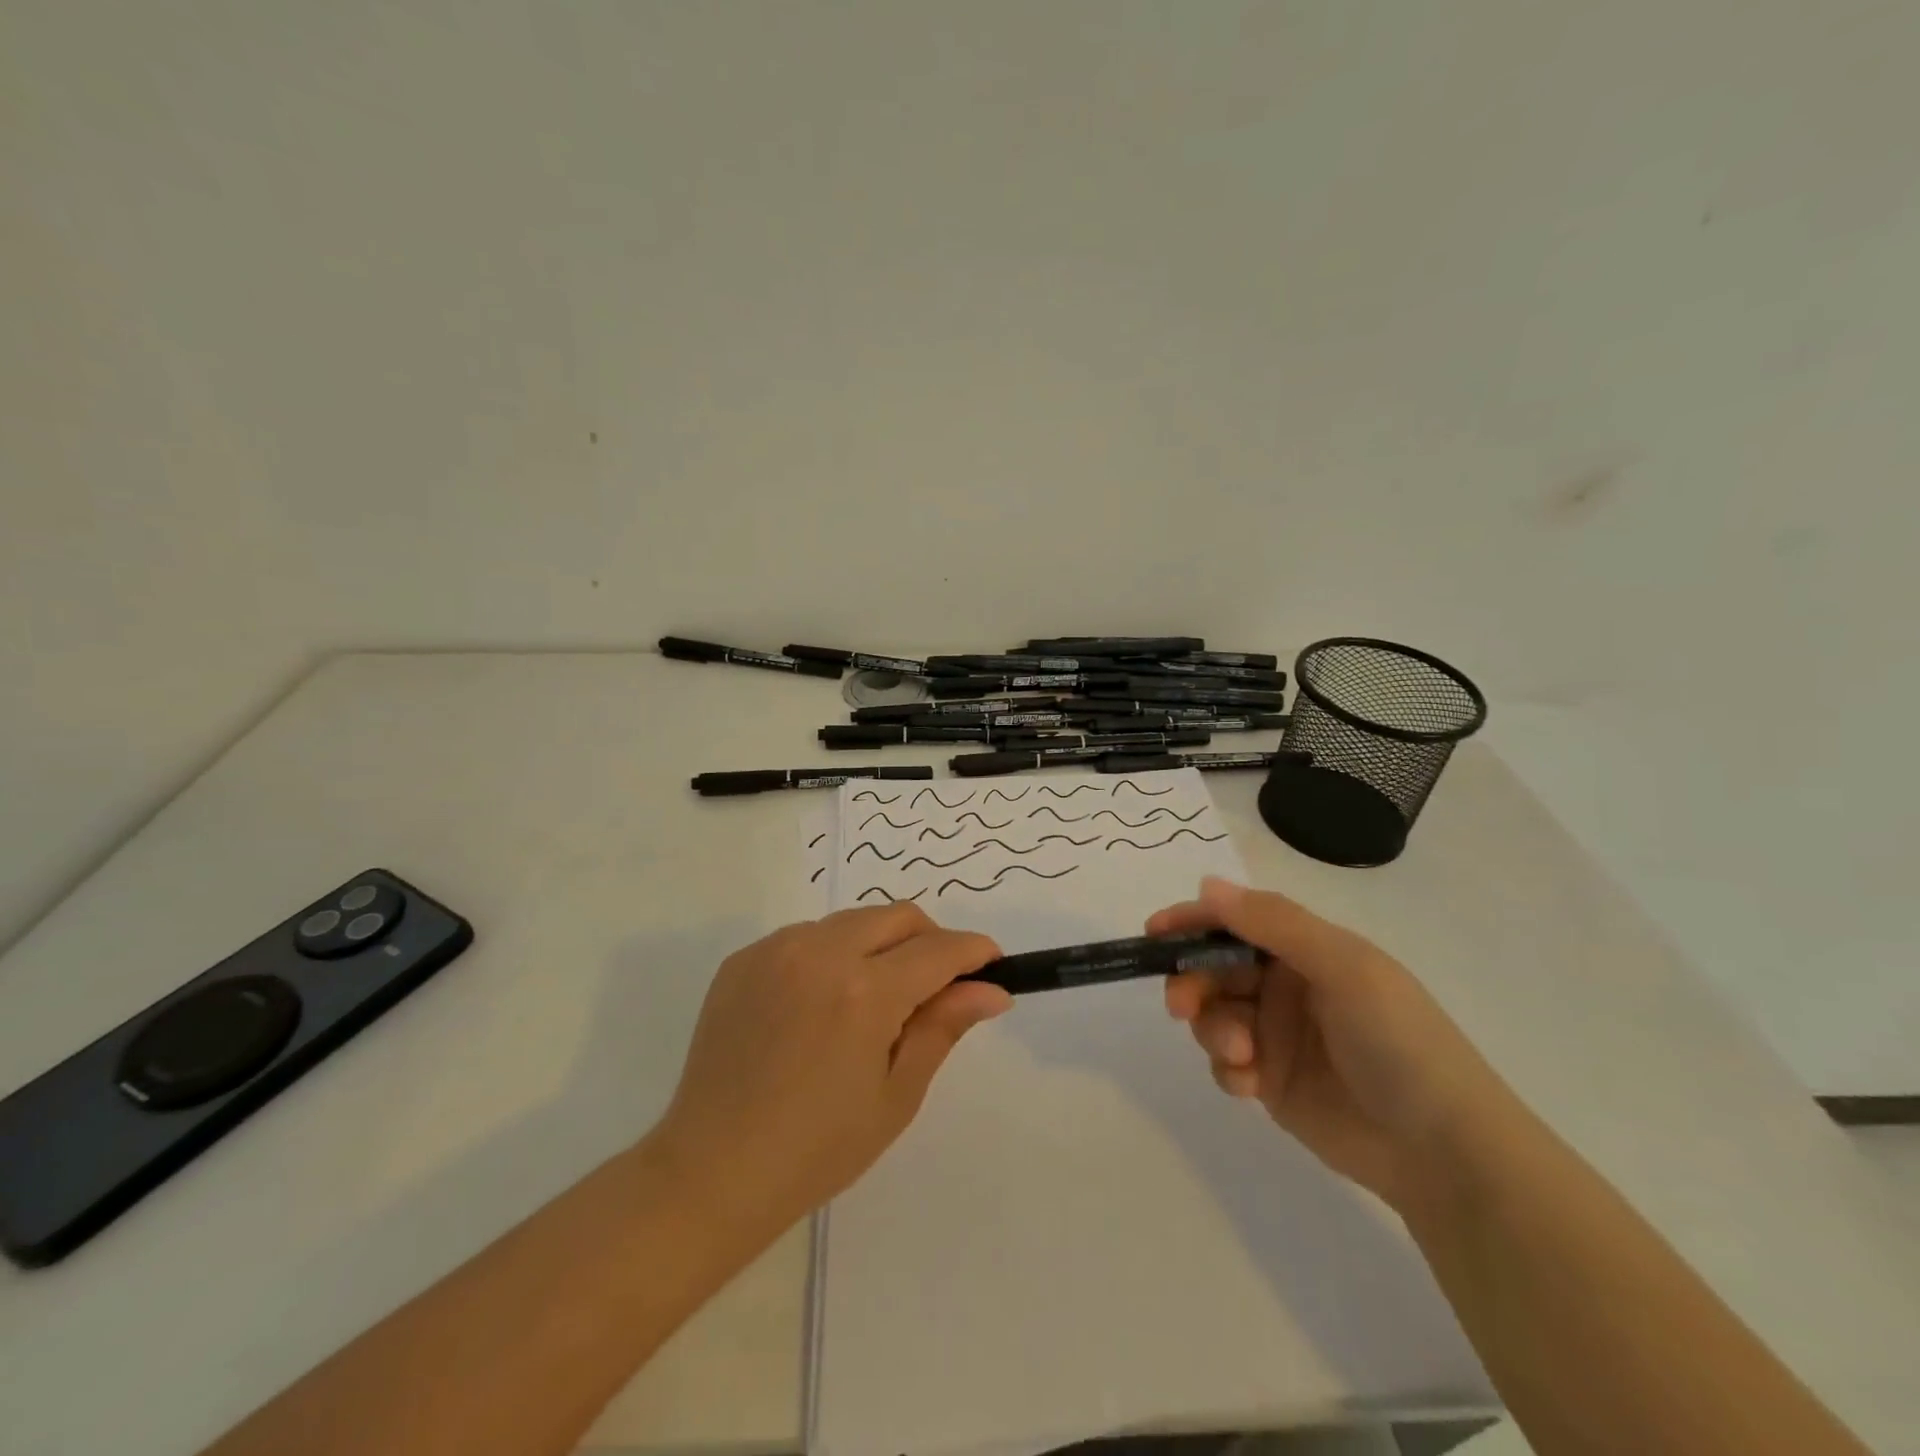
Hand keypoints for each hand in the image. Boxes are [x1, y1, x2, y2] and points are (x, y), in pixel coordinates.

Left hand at [651, 904, 1009, 1237]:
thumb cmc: (816, 1149)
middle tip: (935, 986)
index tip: (991, 965)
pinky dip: (832, 954)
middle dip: (930, 940)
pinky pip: (807, 936)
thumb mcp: (895, 1095)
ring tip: (873, 1001)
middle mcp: (820, 952)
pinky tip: (822, 1004)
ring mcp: (776, 949)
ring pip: (852, 921)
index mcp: (865, 992)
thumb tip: (991, 990)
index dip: (974, 952)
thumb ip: (943, 1028)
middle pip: (898, 916)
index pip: (939, 950)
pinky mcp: (743, 958)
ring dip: (879, 945)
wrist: (710, 1171)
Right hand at [1152, 877, 1517, 1209]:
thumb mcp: (1344, 968)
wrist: (1444, 1152)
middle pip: (1216, 968)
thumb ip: (1274, 924)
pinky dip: (1228, 1068)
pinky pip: (1225, 1062)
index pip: (1239, 921)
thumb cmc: (1399, 1042)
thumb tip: (1208, 885)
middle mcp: (1287, 986)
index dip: (1195, 921)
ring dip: (1213, 1029)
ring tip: (1240, 1054)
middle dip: (1193, 982)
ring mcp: (1277, 1035)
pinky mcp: (1271, 1081)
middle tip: (1180, 1004)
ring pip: (1214, 1014)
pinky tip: (1251, 1084)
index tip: (1155, 933)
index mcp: (1308, 950)